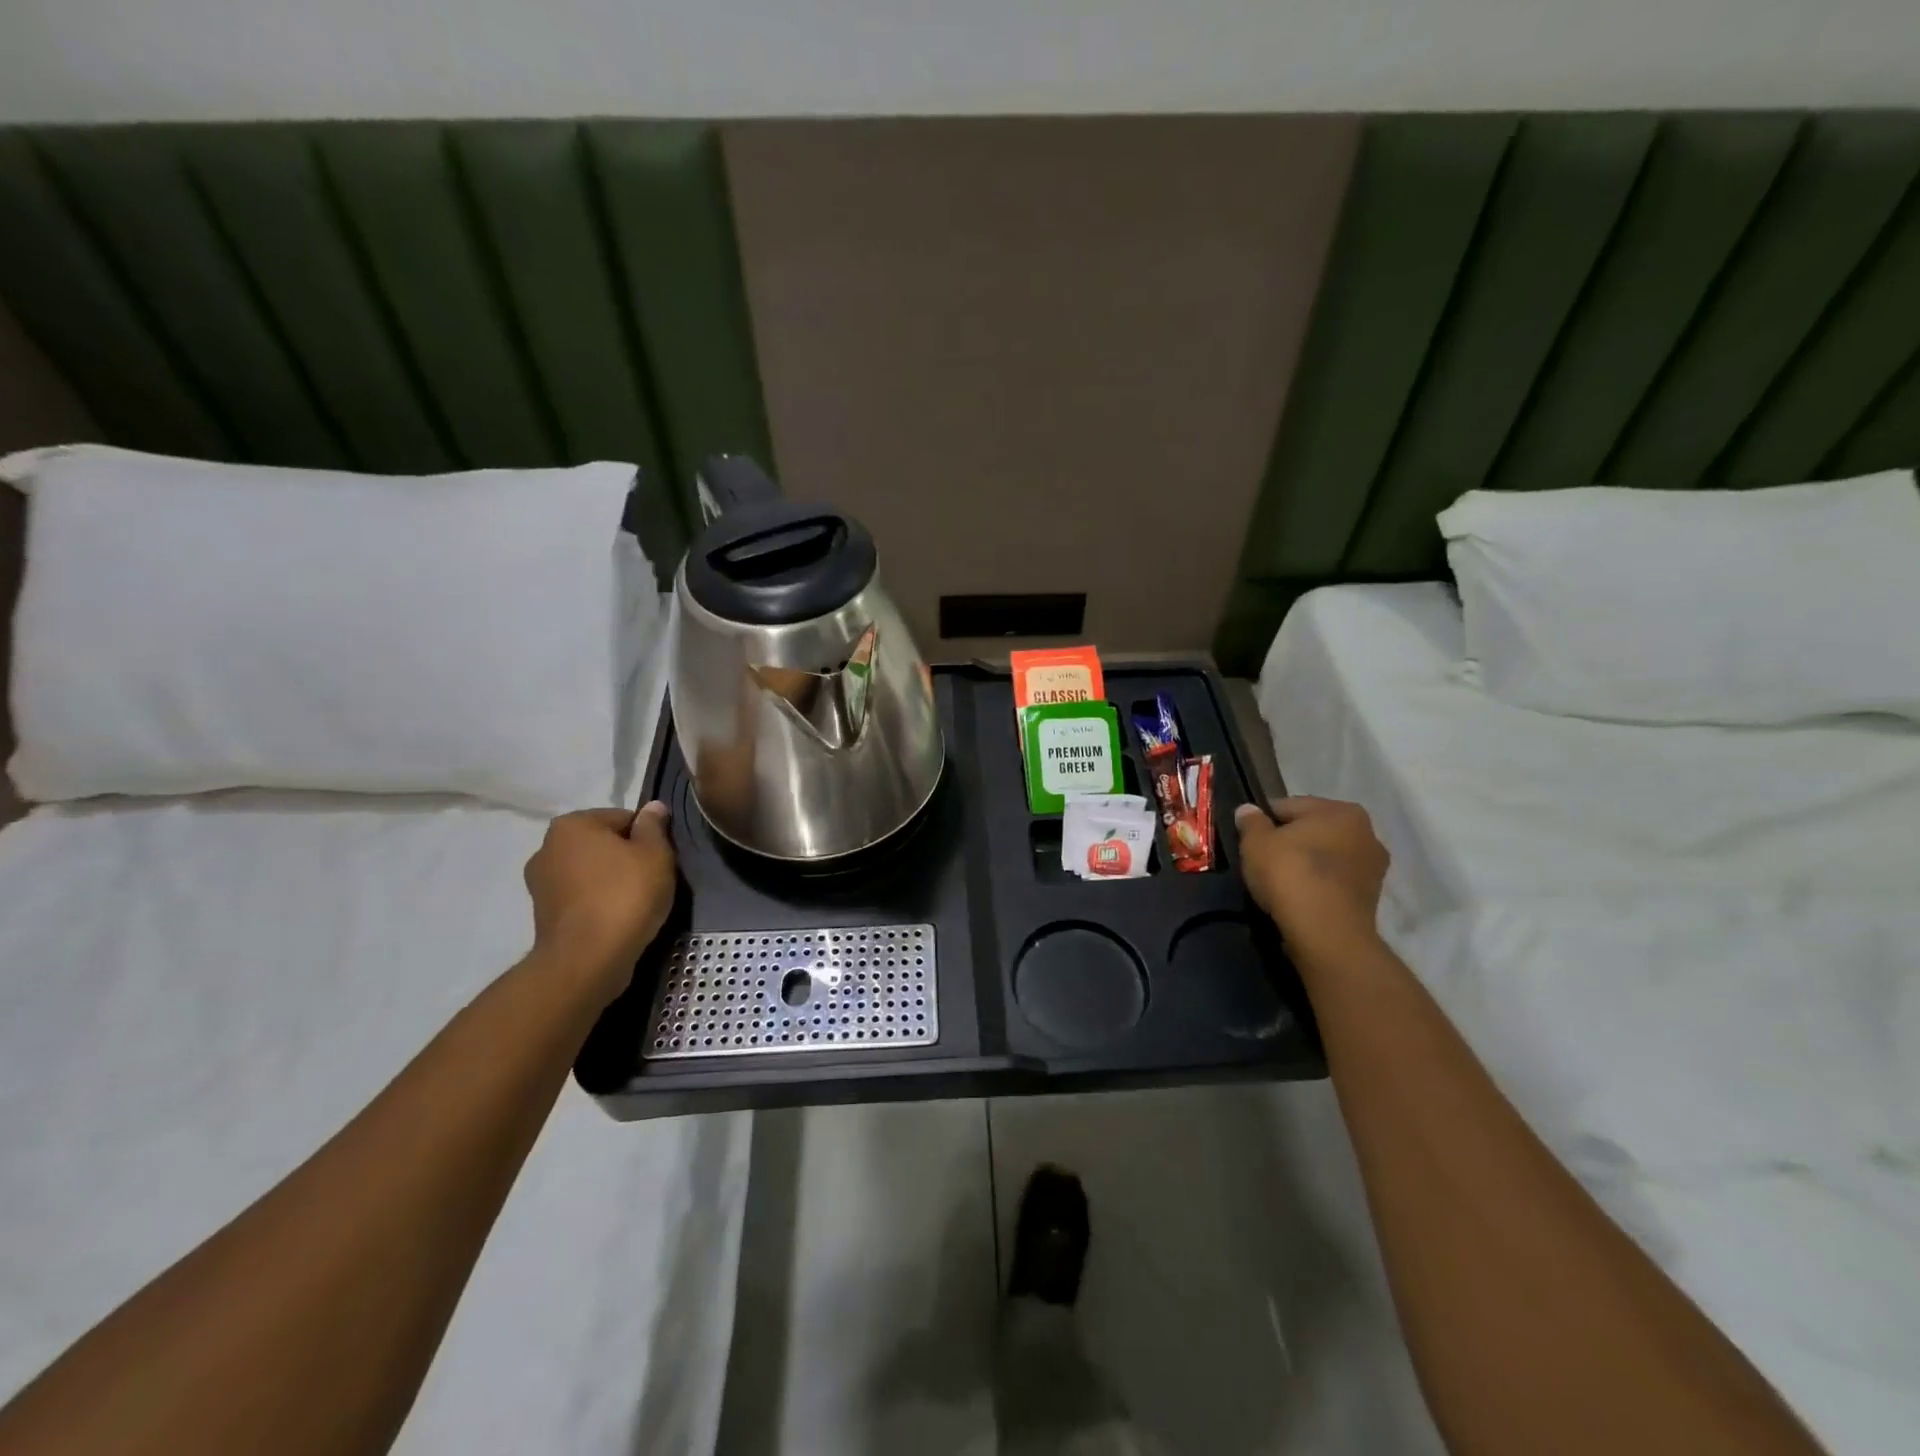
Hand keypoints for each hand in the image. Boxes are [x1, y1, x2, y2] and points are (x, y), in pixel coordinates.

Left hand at [524, 803, 676, 1000]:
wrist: (588, 958)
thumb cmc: (625, 895)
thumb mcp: (655, 854)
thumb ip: (654, 826)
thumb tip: (653, 807)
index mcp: (572, 825)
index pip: (623, 818)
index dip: (648, 837)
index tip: (660, 859)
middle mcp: (547, 848)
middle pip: (603, 844)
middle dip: (626, 858)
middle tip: (652, 880)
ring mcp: (540, 884)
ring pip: (591, 872)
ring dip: (611, 881)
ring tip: (636, 903)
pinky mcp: (543, 915)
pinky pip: (581, 898)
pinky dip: (598, 903)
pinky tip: (617, 919)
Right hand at [1235, 796, 1388, 956]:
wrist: (1326, 933)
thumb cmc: (1291, 875)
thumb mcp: (1256, 843)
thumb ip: (1251, 822)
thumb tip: (1247, 810)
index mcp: (1341, 810)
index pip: (1290, 807)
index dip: (1264, 822)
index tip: (1248, 839)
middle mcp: (1366, 832)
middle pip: (1313, 831)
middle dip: (1290, 842)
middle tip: (1262, 861)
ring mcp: (1373, 868)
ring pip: (1326, 858)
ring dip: (1305, 865)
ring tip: (1279, 883)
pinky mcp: (1371, 898)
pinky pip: (1334, 883)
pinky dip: (1317, 886)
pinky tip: (1298, 898)